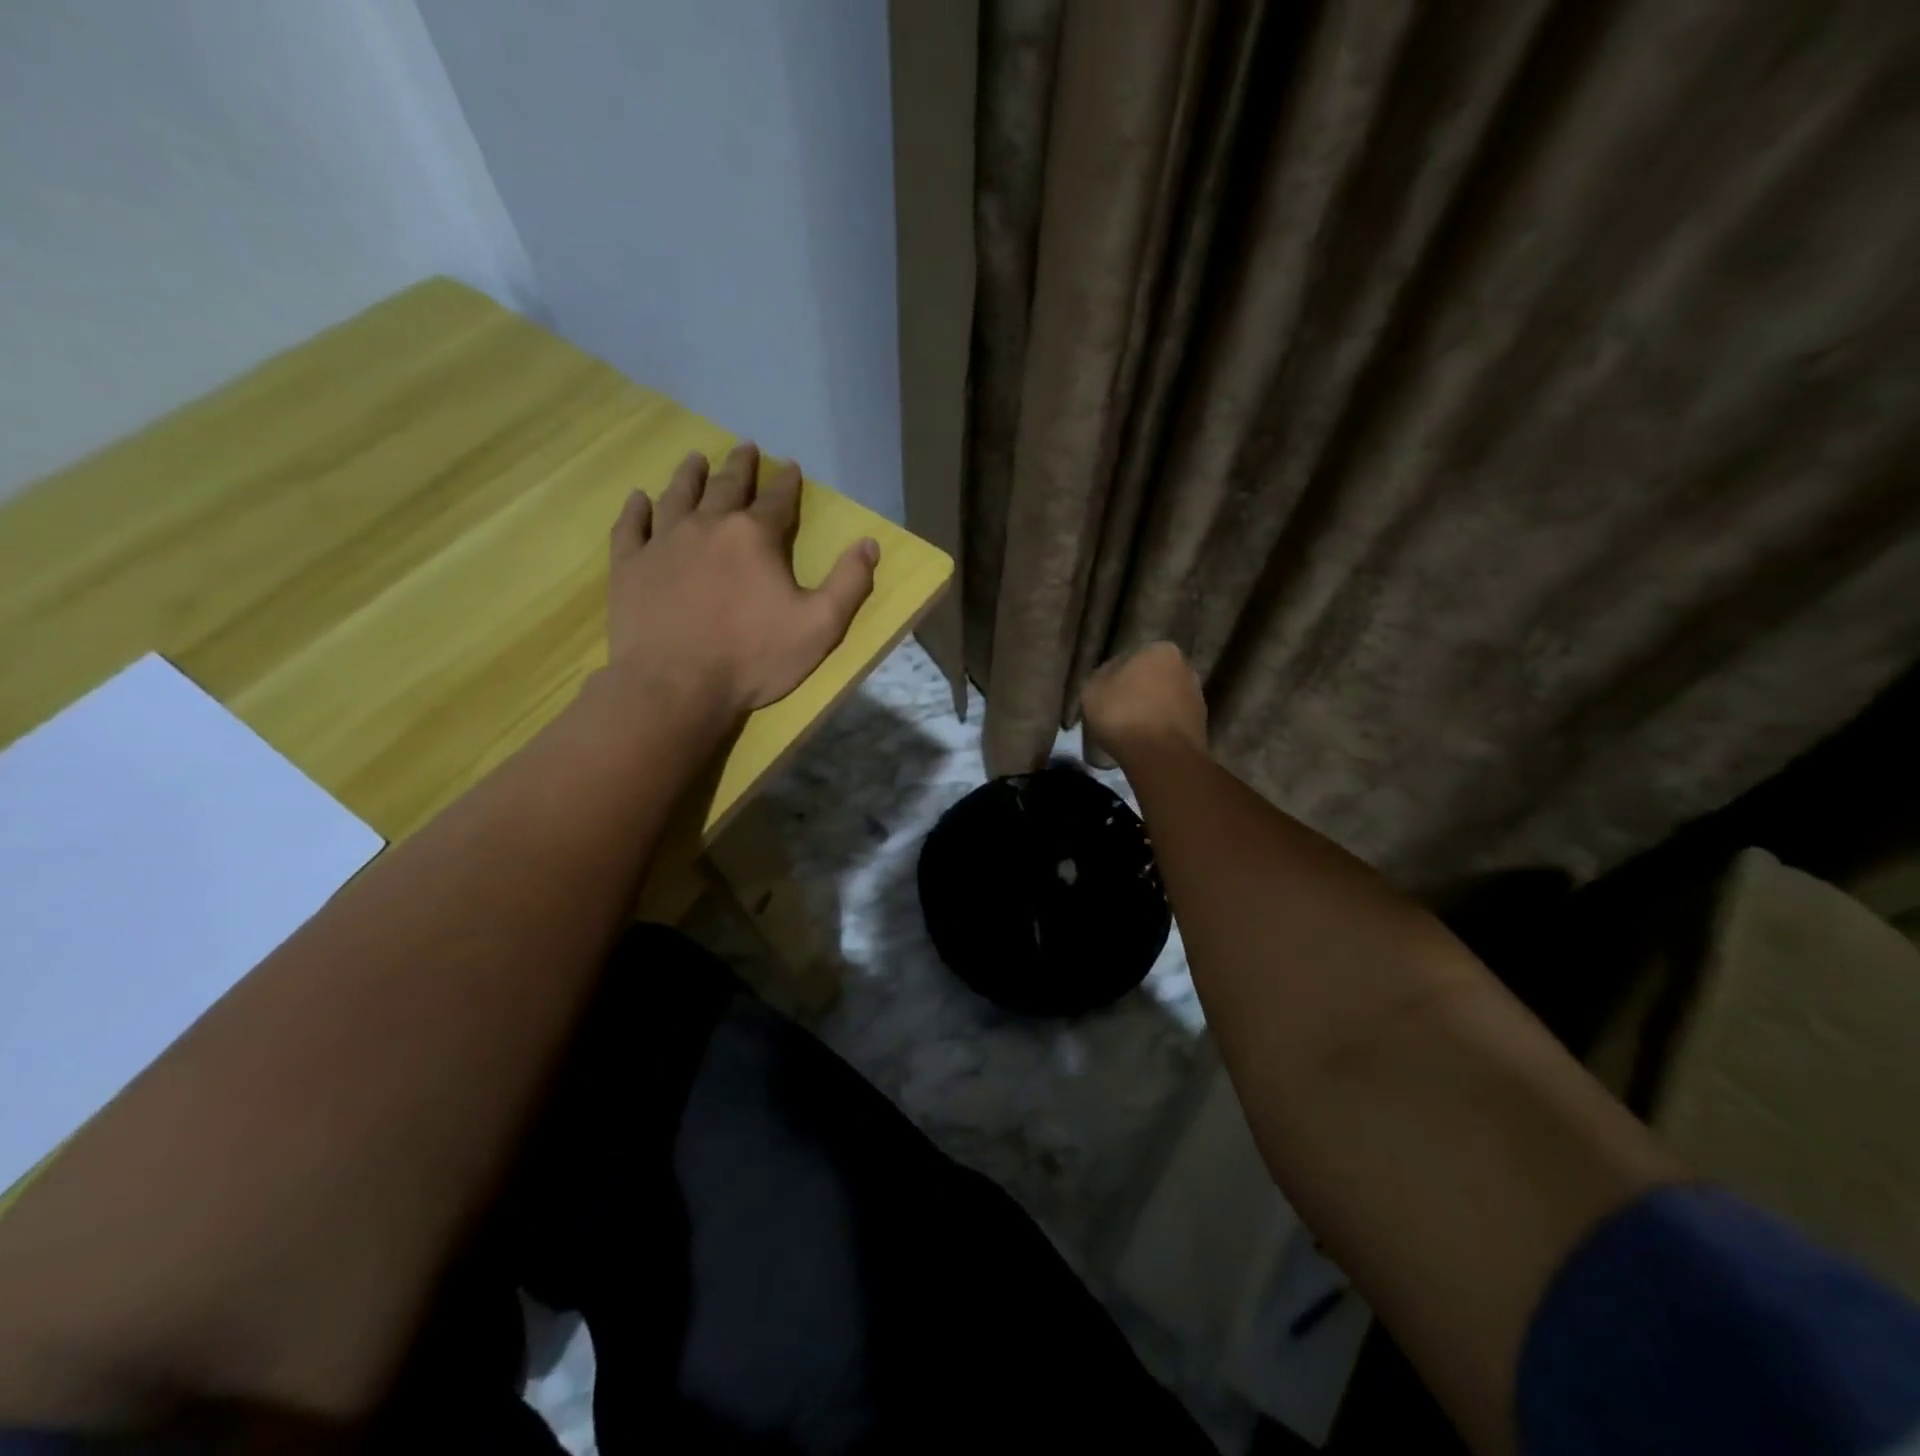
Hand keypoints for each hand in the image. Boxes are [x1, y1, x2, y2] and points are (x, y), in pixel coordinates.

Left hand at [605, 441, 877, 717]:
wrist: (675, 686)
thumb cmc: (753, 658)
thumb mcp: (820, 626)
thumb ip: (849, 583)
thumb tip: (870, 544)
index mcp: (755, 537)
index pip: (777, 500)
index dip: (787, 482)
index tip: (790, 466)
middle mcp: (708, 526)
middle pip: (726, 486)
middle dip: (740, 466)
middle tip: (746, 447)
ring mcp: (663, 543)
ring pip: (678, 496)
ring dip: (689, 475)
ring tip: (695, 458)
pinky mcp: (630, 566)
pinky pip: (632, 527)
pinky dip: (636, 509)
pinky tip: (639, 498)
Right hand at [1081, 642, 1207, 763]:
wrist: (1162, 756)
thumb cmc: (1123, 714)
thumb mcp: (1093, 690)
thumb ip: (1102, 675)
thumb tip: (1112, 675)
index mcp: (1159, 650)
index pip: (1130, 658)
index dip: (1114, 678)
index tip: (1105, 696)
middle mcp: (1184, 667)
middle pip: (1151, 677)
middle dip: (1137, 691)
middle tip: (1117, 712)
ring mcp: (1197, 696)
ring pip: (1164, 699)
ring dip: (1150, 710)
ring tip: (1130, 731)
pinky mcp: (1201, 724)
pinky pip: (1172, 721)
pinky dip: (1160, 728)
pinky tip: (1145, 741)